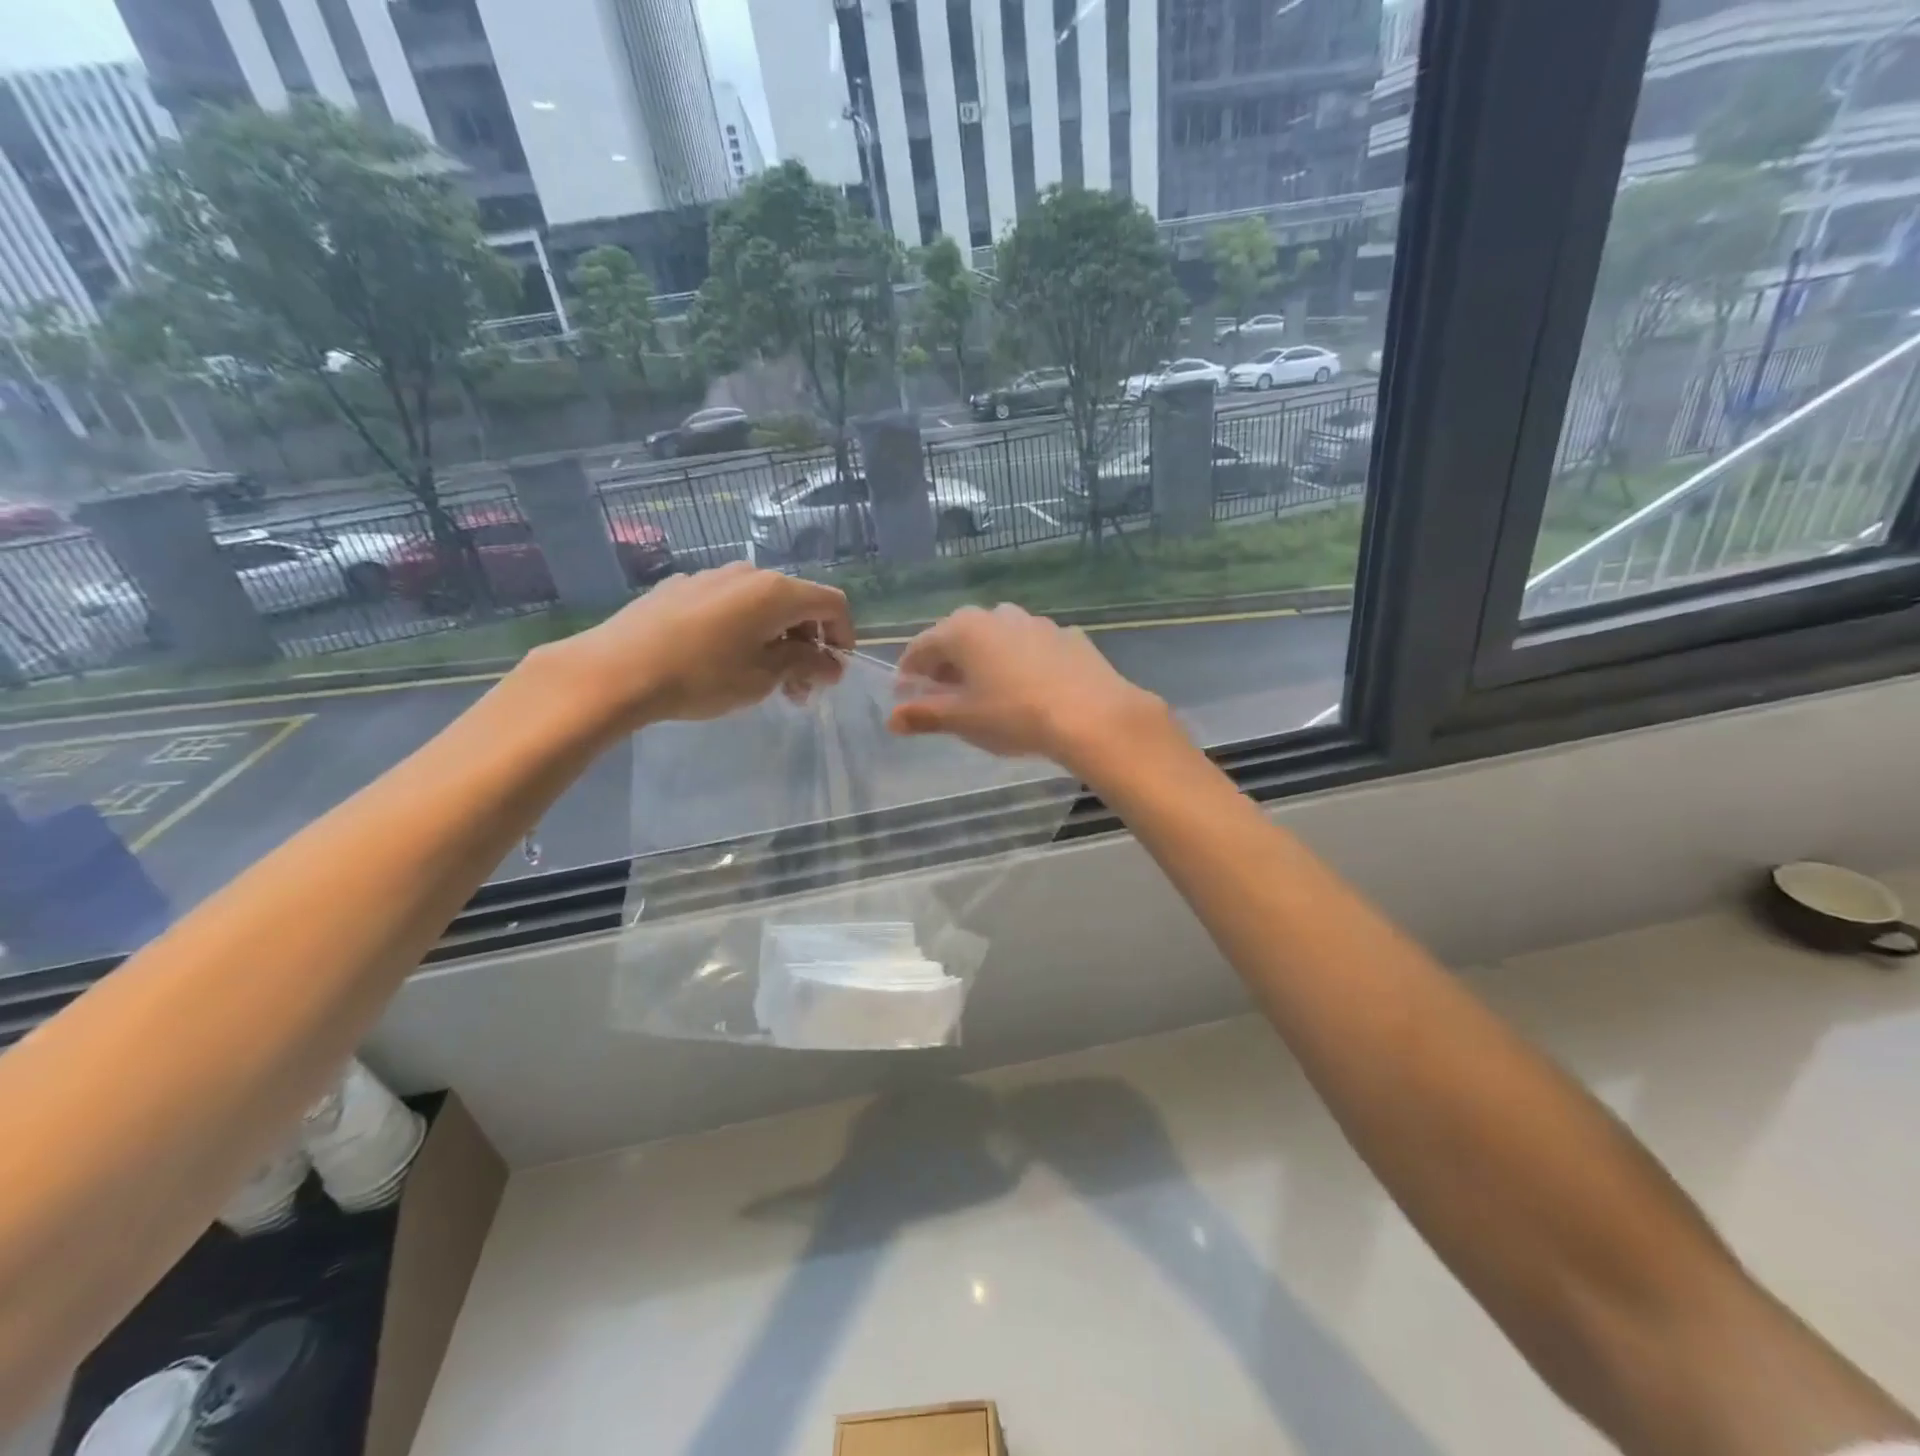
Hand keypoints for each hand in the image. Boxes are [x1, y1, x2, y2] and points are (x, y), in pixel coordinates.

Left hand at [540, 563, 853, 731]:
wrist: (617, 670)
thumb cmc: (702, 676)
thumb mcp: (763, 677)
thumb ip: (805, 665)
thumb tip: (831, 664)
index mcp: (776, 591)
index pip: (832, 603)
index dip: (843, 636)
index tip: (834, 672)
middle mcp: (748, 574)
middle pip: (797, 603)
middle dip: (809, 643)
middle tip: (800, 687)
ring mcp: (712, 577)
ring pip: (762, 604)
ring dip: (777, 638)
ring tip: (765, 678)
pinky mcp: (681, 588)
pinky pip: (730, 605)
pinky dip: (744, 629)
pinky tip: (724, 660)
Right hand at [888, 604, 1173, 772]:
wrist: (1091, 714)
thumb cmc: (1014, 715)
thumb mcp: (963, 719)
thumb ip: (924, 715)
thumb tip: (892, 718)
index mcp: (963, 630)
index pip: (921, 646)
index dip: (909, 671)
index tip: (906, 695)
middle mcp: (996, 615)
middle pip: (959, 637)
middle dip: (946, 664)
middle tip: (944, 694)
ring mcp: (1035, 622)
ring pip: (997, 637)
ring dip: (984, 659)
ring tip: (987, 690)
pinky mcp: (1067, 636)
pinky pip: (1031, 647)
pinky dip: (1020, 661)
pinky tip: (1029, 687)